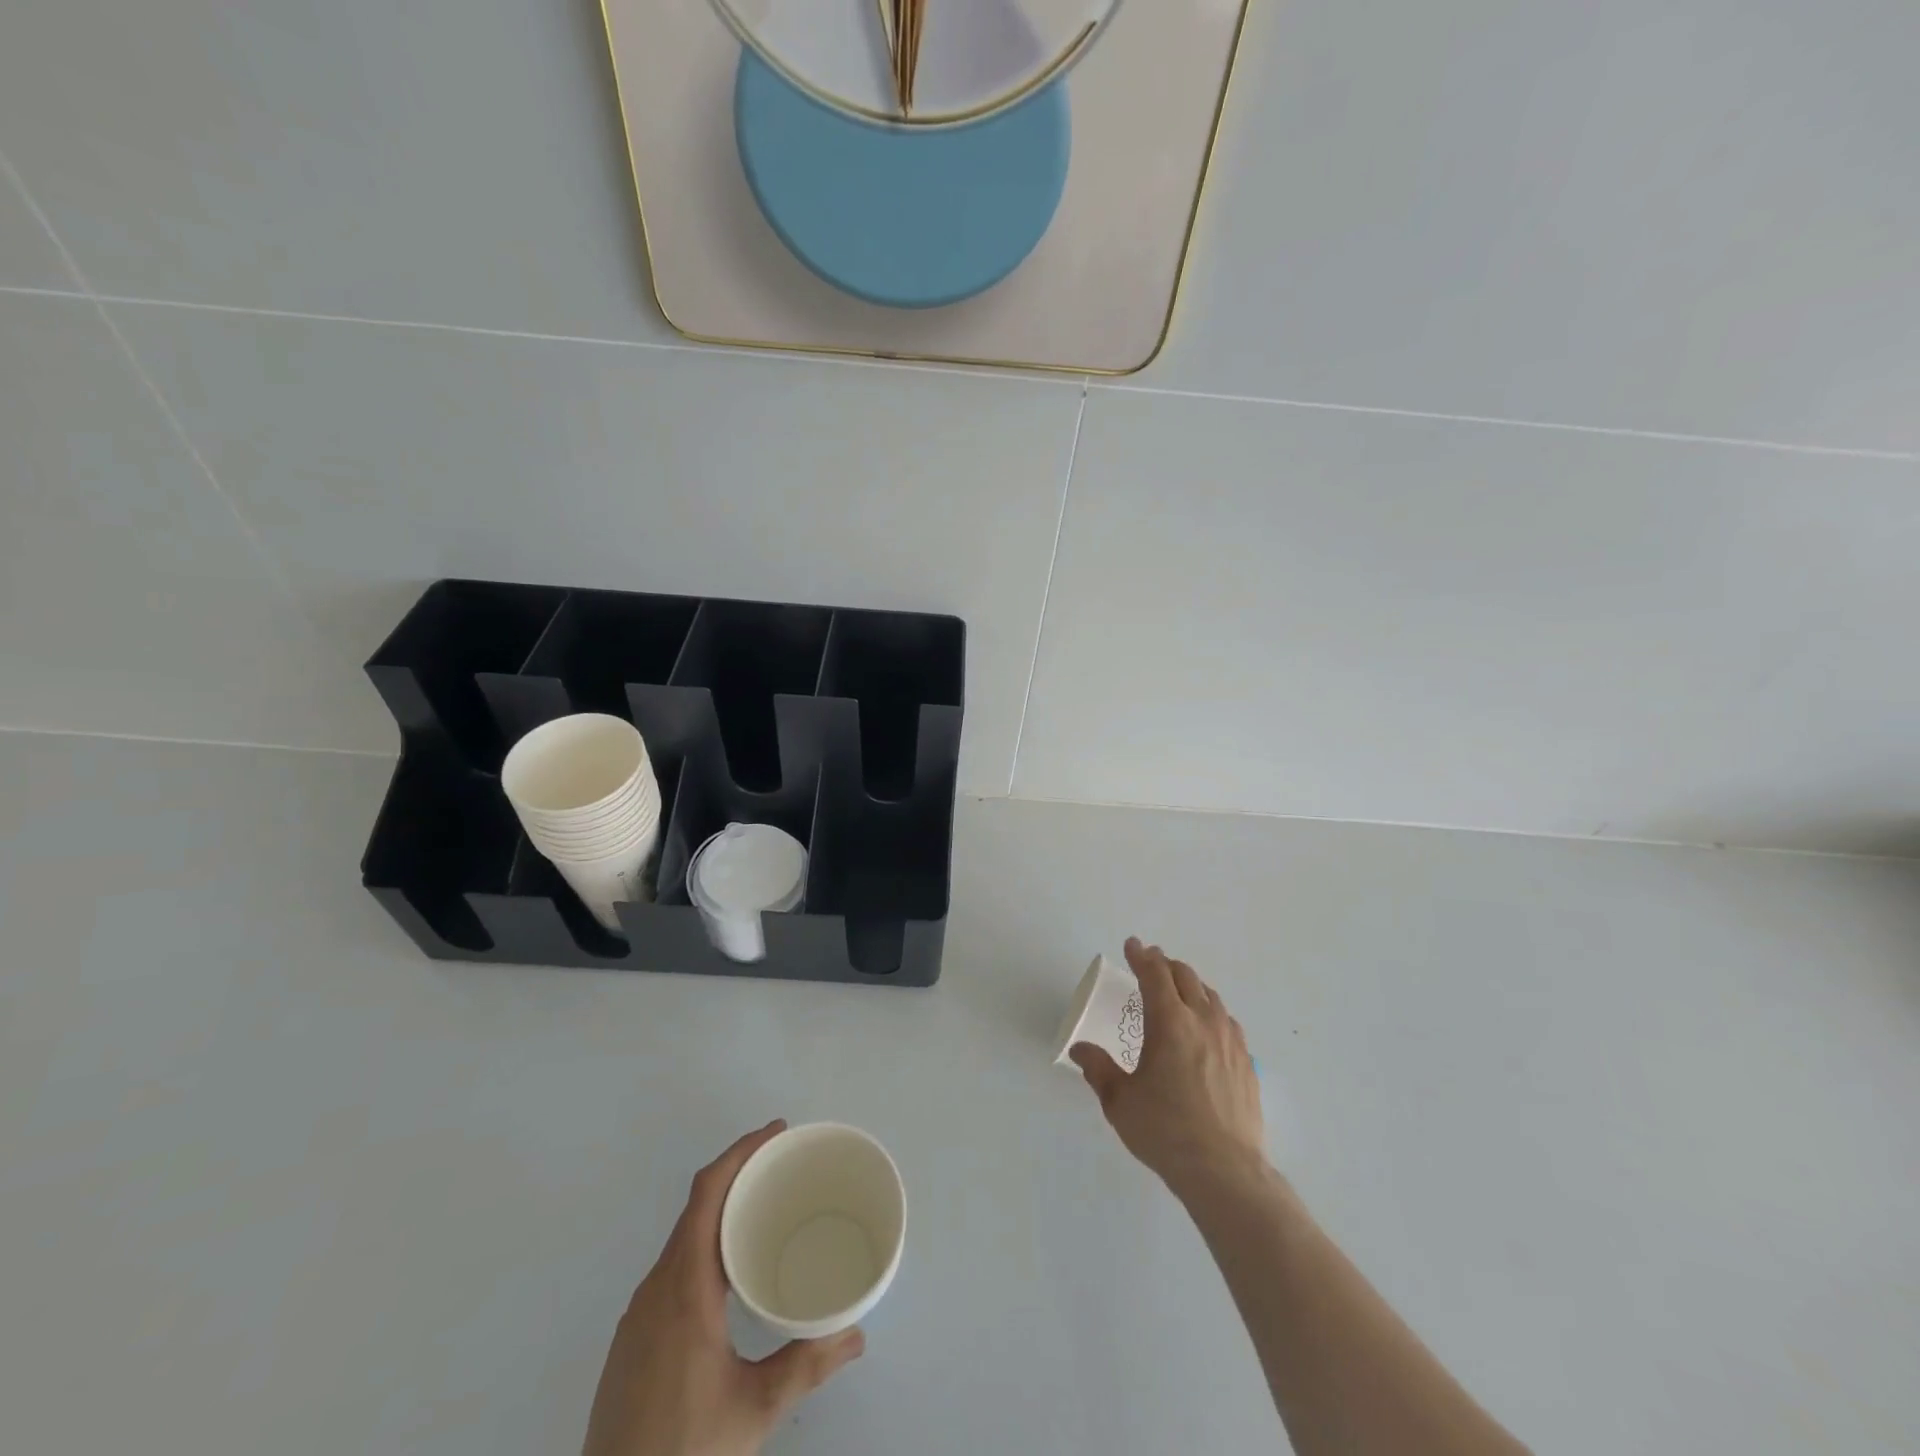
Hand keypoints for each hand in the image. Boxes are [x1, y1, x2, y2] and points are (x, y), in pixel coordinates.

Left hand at [582, 1121, 864, 1455]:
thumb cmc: (683, 1452)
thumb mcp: (755, 1410)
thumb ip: (807, 1365)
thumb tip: (857, 1333)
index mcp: (684, 1287)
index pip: (707, 1193)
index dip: (740, 1152)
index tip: (776, 1133)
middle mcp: (655, 1289)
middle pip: (695, 1208)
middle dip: (738, 1175)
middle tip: (783, 1168)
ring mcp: (637, 1316)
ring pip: (681, 1240)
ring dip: (720, 1212)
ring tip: (764, 1214)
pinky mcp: (631, 1342)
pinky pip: (672, 1269)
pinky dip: (704, 1247)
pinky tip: (729, 1278)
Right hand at [1070, 939, 1264, 1198]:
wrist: (1225, 1171)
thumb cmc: (1165, 1131)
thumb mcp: (1119, 1101)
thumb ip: (1099, 1069)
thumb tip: (1079, 1049)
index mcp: (1170, 1023)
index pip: (1155, 975)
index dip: (1141, 956)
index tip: (1132, 945)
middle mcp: (1203, 1022)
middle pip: (1186, 977)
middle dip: (1166, 964)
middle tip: (1152, 962)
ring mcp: (1230, 1042)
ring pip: (1211, 997)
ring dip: (1191, 985)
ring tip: (1180, 990)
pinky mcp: (1247, 1064)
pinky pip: (1228, 1022)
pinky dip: (1212, 1011)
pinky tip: (1208, 1027)